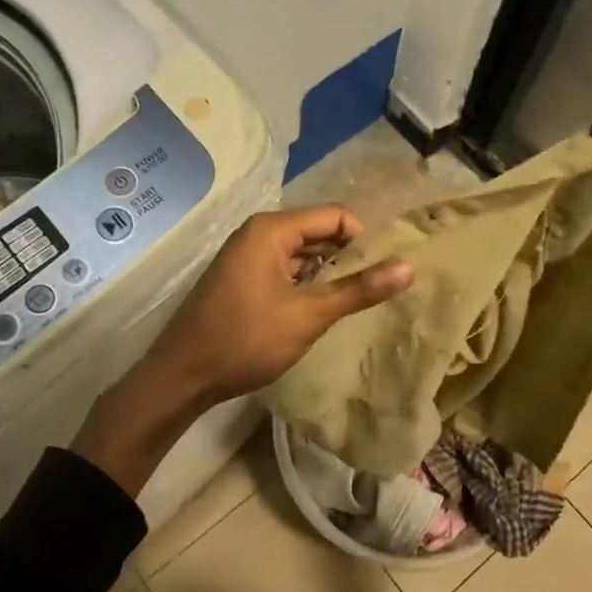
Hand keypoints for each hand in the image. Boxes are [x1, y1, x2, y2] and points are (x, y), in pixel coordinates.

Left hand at [137, 205, 413, 412]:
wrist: (182, 375)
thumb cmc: (246, 340)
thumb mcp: (308, 315)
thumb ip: (358, 290)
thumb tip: (408, 267)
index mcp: (271, 230)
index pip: (334, 216)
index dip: (363, 240)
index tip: (381, 273)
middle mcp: (257, 233)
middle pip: (317, 232)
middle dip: (346, 257)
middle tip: (372, 291)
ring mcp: (245, 256)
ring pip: (300, 253)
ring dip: (325, 274)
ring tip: (350, 304)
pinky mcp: (240, 278)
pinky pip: (282, 269)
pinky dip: (303, 284)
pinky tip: (316, 311)